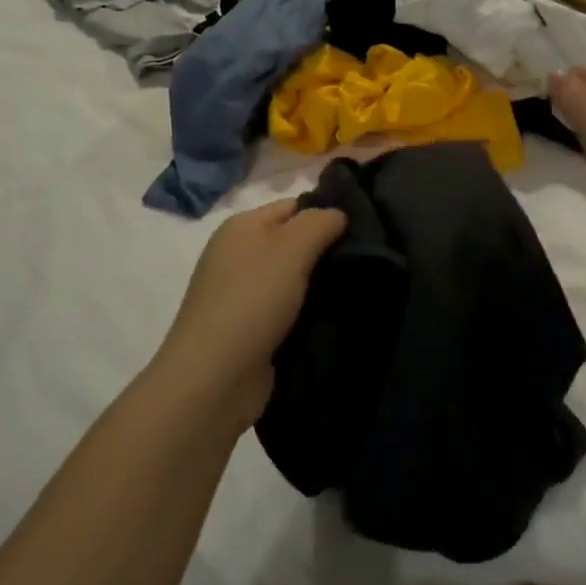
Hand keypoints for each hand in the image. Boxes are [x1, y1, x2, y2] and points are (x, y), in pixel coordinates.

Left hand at [151, 199, 347, 428]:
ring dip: (322, 286)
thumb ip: (319, 222)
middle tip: (370, 260)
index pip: (294, 206)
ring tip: (362, 289)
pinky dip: (309, 313)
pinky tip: (337, 318)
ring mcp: (242, 295)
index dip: (327, 213)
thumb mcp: (290, 248)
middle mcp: (238, 255)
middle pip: (294, 242)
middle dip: (327, 251)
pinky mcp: (251, 329)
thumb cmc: (252, 300)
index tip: (366, 229)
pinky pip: (289, 310)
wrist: (215, 378)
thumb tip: (338, 214)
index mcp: (242, 226)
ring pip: (294, 279)